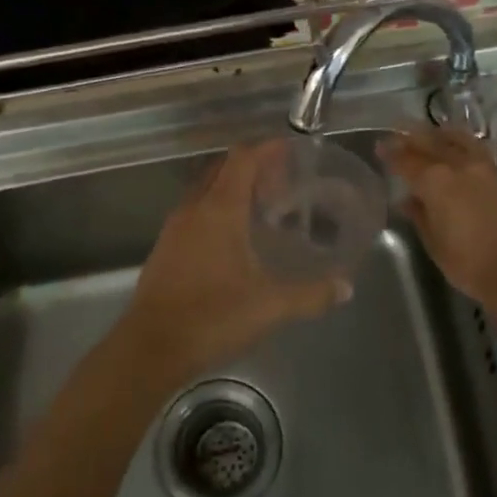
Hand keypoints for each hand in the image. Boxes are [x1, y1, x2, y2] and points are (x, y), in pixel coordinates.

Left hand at [118, 142, 351, 388]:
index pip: (242, 159)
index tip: (290, 149)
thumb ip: (311, 294)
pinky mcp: (164, 248)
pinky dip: (215, 210)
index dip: (266, 149)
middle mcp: (194, 208)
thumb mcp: (270, 307)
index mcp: (219, 209)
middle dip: (251, 167)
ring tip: (261, 208)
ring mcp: (174, 228)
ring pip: (205, 190)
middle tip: (281, 182)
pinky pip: (194, 212)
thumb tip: (346, 287)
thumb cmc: (212, 317)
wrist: (150, 347)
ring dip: (231, 189)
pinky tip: (233, 239)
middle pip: (222, 169)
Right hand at [381, 126, 496, 300]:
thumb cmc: (469, 263)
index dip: (391, 153)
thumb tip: (409, 200)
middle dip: (412, 136)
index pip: (407, 160)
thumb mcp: (434, 243)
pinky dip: (463, 146)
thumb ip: (420, 216)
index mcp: (436, 182)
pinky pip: (479, 152)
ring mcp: (486, 168)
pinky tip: (460, 152)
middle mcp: (460, 166)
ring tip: (432, 133)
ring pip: (459, 140)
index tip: (380, 147)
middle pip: (431, 142)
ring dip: (441, 134)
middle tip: (399, 131)